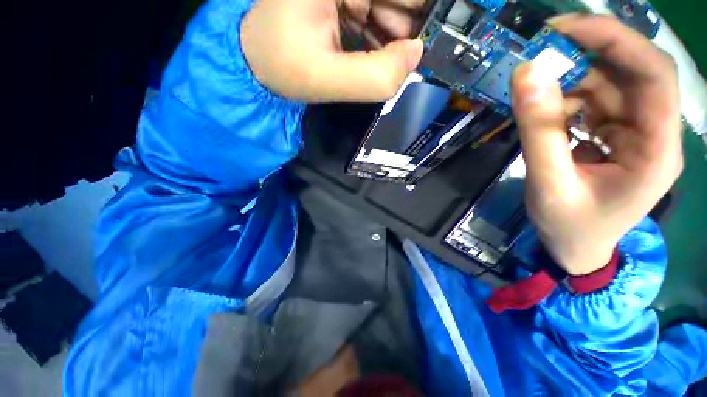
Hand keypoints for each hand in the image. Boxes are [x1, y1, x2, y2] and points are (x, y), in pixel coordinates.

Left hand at [241, 0, 424, 102]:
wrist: (258, 62)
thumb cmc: (282, 67)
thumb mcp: (326, 79)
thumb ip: (374, 77)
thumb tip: (416, 56)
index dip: (427, 11)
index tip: (440, 33)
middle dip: (412, 25)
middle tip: (405, 57)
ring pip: (395, 7)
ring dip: (398, 36)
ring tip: (381, 59)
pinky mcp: (347, 2)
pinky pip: (381, 17)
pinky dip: (385, 39)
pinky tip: (373, 56)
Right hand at [511, 14, 682, 275]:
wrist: (575, 247)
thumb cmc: (568, 226)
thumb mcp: (548, 183)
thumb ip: (538, 131)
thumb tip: (525, 75)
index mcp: (656, 150)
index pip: (653, 75)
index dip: (615, 41)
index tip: (565, 29)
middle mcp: (654, 133)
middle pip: (632, 73)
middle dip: (589, 54)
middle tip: (542, 50)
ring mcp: (635, 133)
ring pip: (609, 86)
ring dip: (570, 83)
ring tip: (535, 96)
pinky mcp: (615, 136)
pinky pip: (594, 104)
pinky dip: (566, 102)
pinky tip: (546, 116)